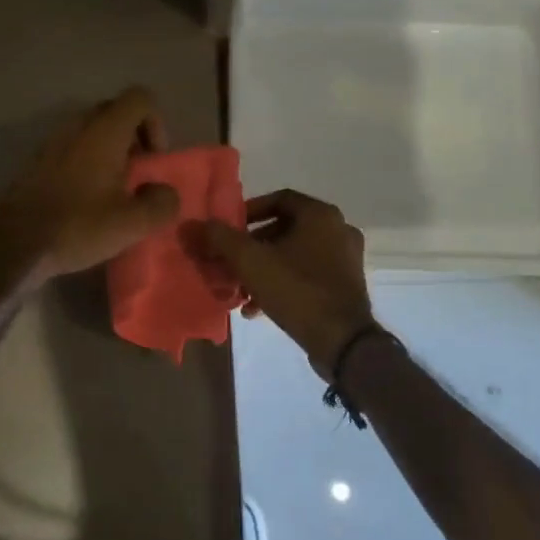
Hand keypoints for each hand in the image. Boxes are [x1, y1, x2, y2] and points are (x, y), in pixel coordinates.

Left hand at [0, 87, 181, 282]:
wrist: (13, 243)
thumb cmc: (77, 226)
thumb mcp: (132, 223)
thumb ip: (161, 203)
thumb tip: (165, 192)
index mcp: (104, 131)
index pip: (140, 98)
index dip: (156, 123)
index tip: (154, 159)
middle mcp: (78, 126)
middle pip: (115, 112)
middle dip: (134, 138)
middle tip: (138, 174)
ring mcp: (54, 141)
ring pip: (92, 131)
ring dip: (110, 152)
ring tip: (115, 190)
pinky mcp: (38, 161)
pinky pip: (73, 148)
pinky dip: (88, 163)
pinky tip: (88, 200)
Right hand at [198, 190, 377, 374]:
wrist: (342, 341)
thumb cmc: (297, 290)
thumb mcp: (250, 262)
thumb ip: (220, 239)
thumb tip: (193, 225)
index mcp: (321, 215)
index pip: (279, 199)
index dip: (249, 211)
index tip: (228, 229)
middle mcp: (338, 229)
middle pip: (285, 228)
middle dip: (252, 246)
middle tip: (229, 261)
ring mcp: (346, 259)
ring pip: (294, 254)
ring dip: (264, 268)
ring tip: (239, 289)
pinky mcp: (346, 285)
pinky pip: (307, 274)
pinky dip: (282, 283)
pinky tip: (258, 308)